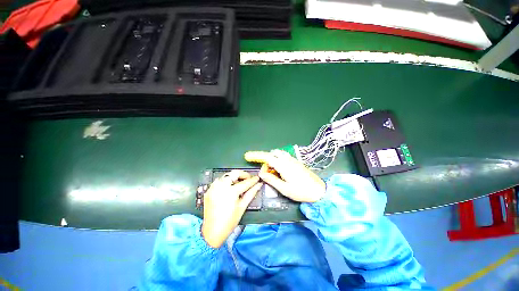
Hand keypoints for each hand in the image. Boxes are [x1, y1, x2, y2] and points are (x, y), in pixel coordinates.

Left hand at [201, 170, 261, 247]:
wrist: (212, 232)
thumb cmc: (229, 221)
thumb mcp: (242, 207)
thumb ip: (251, 193)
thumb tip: (259, 185)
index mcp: (231, 191)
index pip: (245, 182)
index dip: (253, 180)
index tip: (257, 178)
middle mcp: (221, 186)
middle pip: (234, 173)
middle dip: (242, 174)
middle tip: (248, 179)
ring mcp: (214, 187)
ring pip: (226, 175)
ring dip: (234, 177)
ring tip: (239, 183)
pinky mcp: (209, 190)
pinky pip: (219, 181)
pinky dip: (226, 181)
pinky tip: (229, 188)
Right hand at [244, 150, 325, 202]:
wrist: (319, 191)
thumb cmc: (301, 191)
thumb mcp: (284, 188)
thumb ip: (271, 179)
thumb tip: (261, 173)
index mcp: (283, 165)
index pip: (267, 157)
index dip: (256, 155)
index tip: (247, 156)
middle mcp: (287, 159)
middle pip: (272, 154)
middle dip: (265, 159)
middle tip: (265, 172)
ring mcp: (293, 160)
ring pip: (278, 154)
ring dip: (272, 160)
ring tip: (272, 172)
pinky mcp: (296, 162)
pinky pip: (284, 157)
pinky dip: (278, 161)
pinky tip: (280, 171)